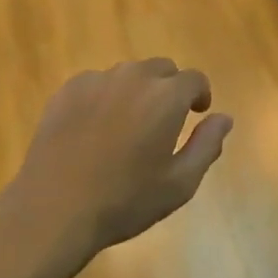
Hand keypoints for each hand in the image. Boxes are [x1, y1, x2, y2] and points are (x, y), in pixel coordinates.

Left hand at [0, 60, 231, 266]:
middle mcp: (133, 77)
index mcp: (166, 96)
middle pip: (161, 69)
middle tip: (164, 121)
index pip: (194, 79)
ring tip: (128, 126)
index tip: (197, 113)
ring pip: (127, 74)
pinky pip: (97, 83)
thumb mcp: (179, 183)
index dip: (200, 94)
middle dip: (169, 89)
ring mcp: (96, 81)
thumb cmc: (125, 200)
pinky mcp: (66, 91)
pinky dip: (105, 97)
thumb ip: (207, 145)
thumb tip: (223, 118)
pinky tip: (96, 129)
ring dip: (137, 91)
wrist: (54, 207)